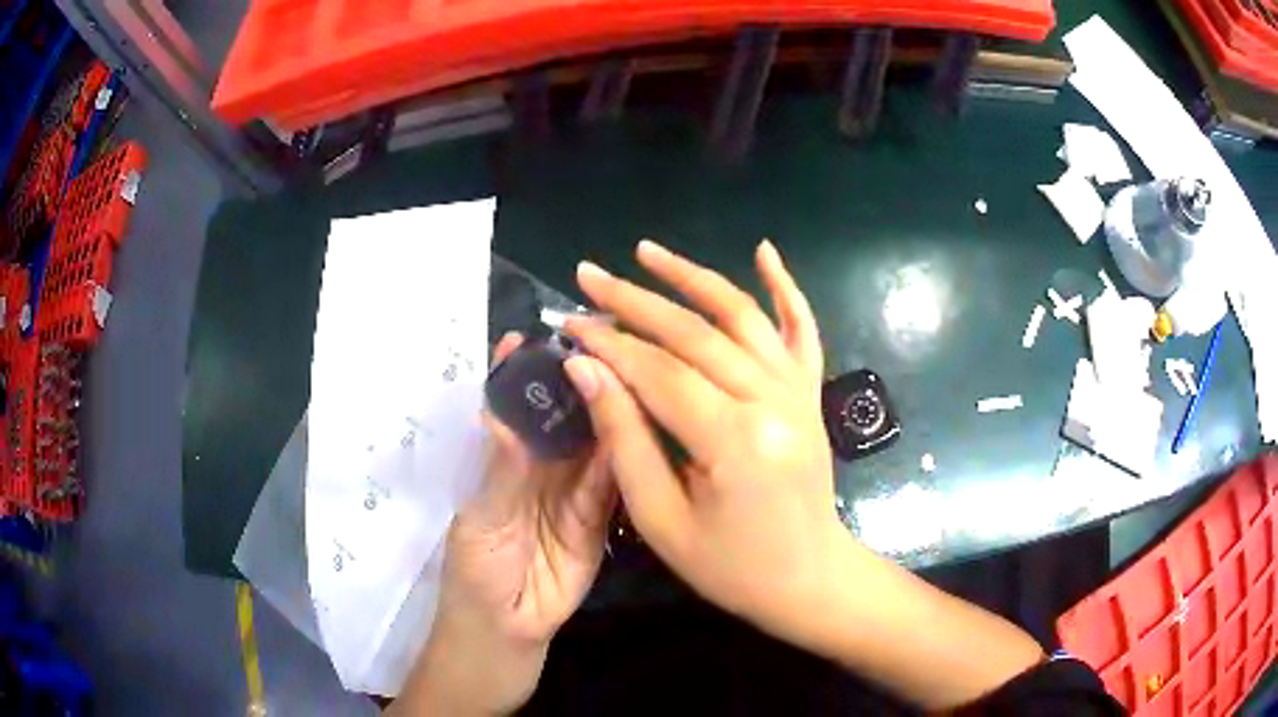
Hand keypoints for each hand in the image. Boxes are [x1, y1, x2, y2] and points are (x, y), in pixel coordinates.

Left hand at [395, 333, 615, 715]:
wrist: (507, 638)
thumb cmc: (476, 577)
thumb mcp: (482, 522)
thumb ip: (502, 472)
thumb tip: (504, 411)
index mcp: (501, 464)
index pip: (511, 409)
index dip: (518, 374)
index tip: (533, 335)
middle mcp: (539, 471)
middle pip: (560, 419)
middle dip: (574, 383)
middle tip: (601, 341)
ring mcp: (572, 495)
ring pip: (593, 444)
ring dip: (606, 412)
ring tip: (630, 370)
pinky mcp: (600, 520)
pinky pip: (614, 483)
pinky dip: (627, 455)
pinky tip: (644, 423)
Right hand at [560, 239, 848, 648]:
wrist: (807, 577)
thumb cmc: (730, 565)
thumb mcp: (661, 518)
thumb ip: (625, 438)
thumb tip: (586, 371)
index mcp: (735, 440)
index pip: (658, 372)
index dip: (607, 345)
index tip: (567, 323)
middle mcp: (773, 400)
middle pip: (695, 333)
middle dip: (634, 301)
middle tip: (588, 276)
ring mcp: (798, 391)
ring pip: (742, 316)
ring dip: (693, 277)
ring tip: (646, 251)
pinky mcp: (810, 393)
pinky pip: (801, 330)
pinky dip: (785, 288)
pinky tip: (765, 252)